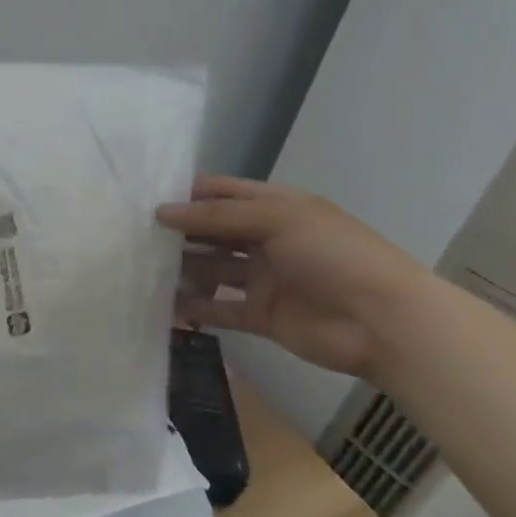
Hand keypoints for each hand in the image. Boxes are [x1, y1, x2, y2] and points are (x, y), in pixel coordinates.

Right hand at [157, 175, 431, 379]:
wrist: (383, 322)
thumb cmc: (334, 255)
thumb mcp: (276, 220)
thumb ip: (216, 217)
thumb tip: (160, 213)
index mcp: (278, 209)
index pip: (223, 193)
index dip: (187, 194)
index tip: (144, 198)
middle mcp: (268, 240)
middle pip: (213, 231)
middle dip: (178, 231)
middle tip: (133, 234)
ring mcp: (265, 279)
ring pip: (213, 269)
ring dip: (183, 269)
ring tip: (142, 269)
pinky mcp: (261, 315)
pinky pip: (220, 309)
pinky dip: (194, 307)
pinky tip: (163, 304)